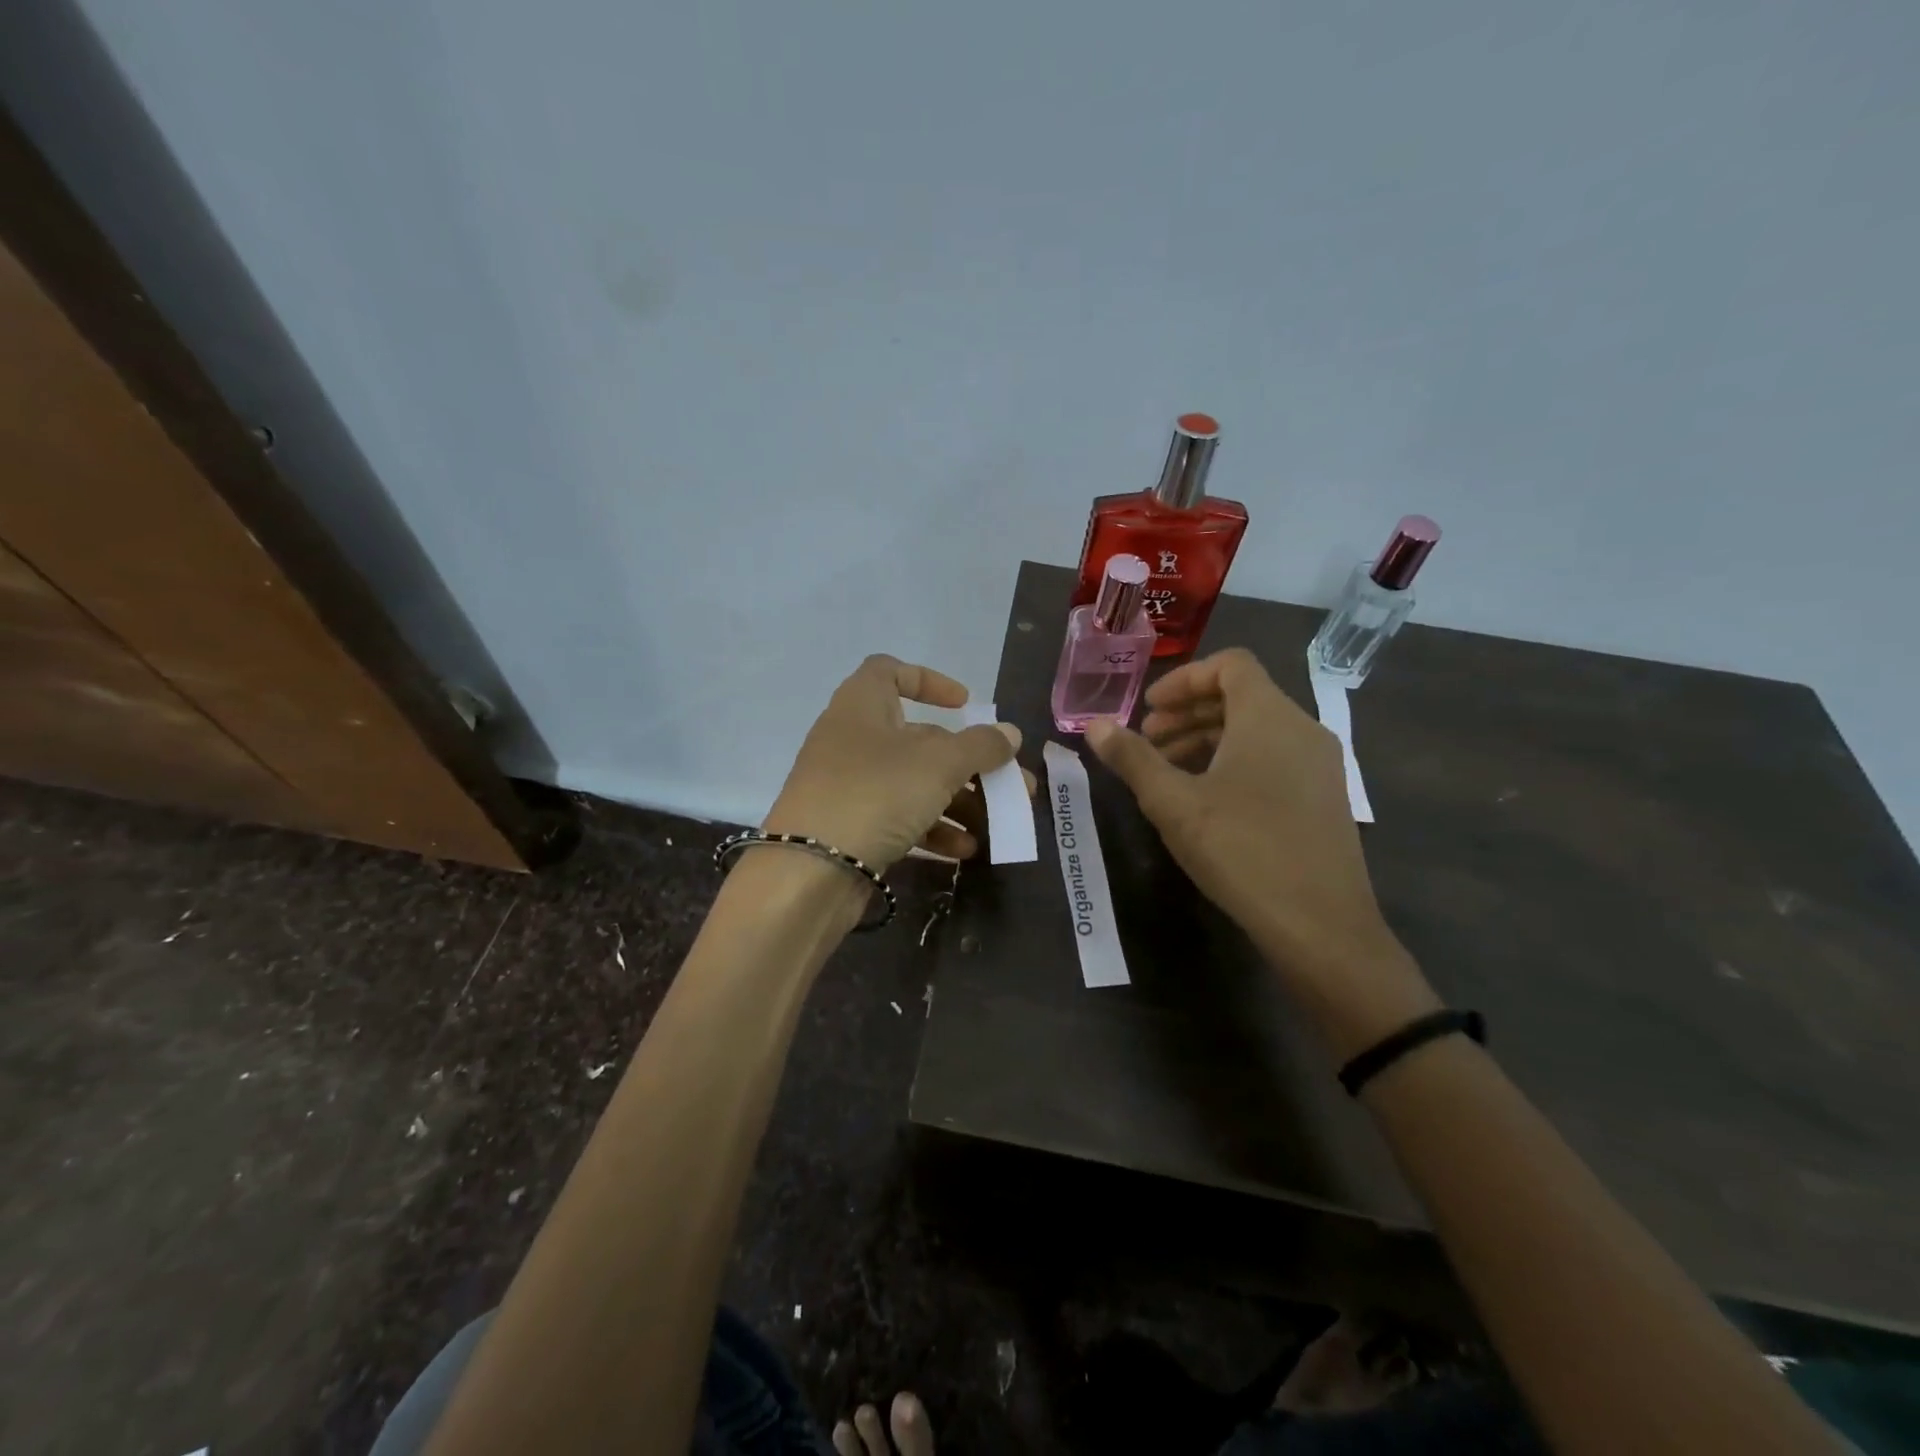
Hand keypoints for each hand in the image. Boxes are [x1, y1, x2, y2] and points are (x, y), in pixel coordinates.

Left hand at [765, 655, 1022, 871]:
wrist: (809, 871)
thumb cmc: (876, 794)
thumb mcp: (938, 764)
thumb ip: (980, 746)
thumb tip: (1009, 733)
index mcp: (862, 705)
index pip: (890, 671)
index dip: (930, 681)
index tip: (965, 705)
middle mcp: (852, 739)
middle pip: (919, 738)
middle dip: (968, 761)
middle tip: (1010, 783)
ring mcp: (848, 785)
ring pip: (914, 782)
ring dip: (958, 800)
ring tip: (997, 824)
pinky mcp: (850, 825)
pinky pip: (899, 816)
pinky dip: (932, 827)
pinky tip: (964, 849)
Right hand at [1084, 648, 1437, 1058]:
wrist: (1321, 926)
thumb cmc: (1242, 850)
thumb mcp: (1173, 803)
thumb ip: (1132, 759)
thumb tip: (1095, 725)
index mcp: (1269, 717)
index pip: (1230, 664)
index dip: (1184, 679)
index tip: (1148, 711)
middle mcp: (1302, 729)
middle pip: (1241, 696)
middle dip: (1188, 713)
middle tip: (1147, 742)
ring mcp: (1320, 765)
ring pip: (1257, 730)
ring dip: (1207, 738)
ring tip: (1168, 772)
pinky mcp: (1324, 797)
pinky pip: (1274, 758)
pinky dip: (1235, 761)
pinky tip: (1206, 799)